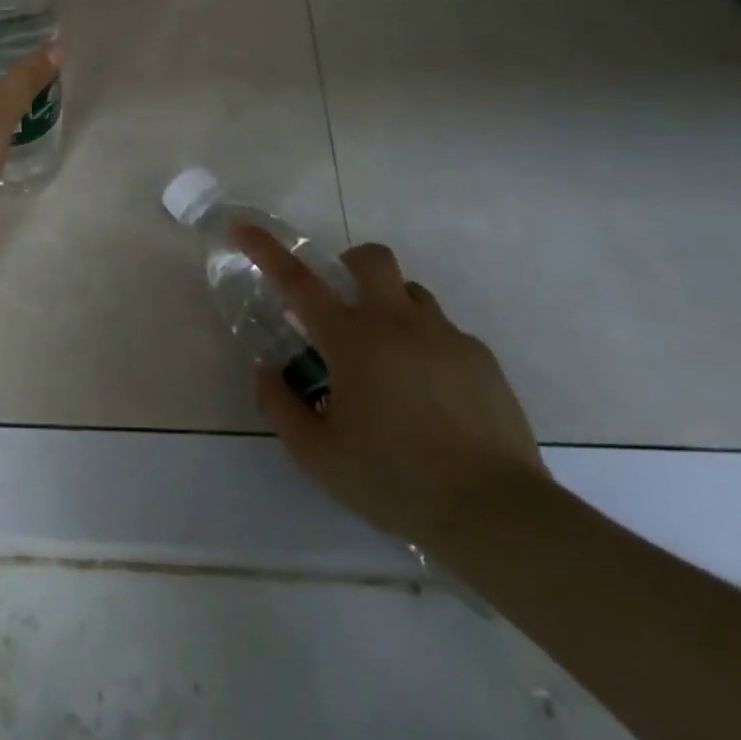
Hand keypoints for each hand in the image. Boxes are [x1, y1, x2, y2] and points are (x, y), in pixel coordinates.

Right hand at [237, 226, 548, 549]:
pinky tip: (430, 395)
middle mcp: (396, 322)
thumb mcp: (318, 456)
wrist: (495, 512)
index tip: (244, 227)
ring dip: (390, 307)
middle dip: (351, 263)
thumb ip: (281, 407)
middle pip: (372, 260)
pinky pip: (444, 332)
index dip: (267, 250)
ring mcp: (444, 335)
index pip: (298, 281)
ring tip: (388, 358)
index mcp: (351, 339)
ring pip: (411, 293)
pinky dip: (426, 345)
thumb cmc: (394, 480)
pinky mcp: (480, 358)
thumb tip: (266, 370)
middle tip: (343, 301)